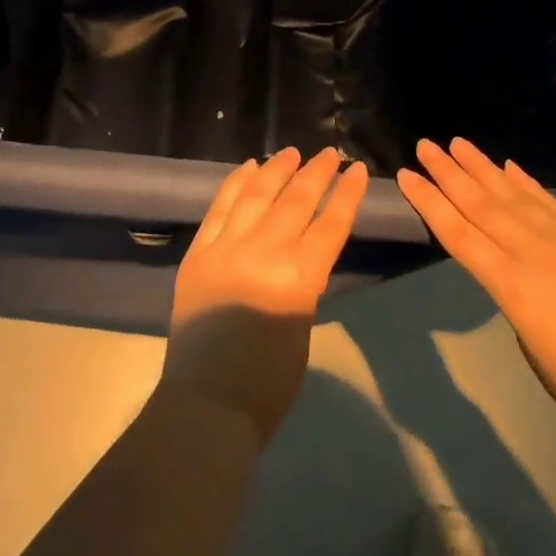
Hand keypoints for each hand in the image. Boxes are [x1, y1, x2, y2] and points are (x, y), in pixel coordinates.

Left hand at [160, 147, 367, 444]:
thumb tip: (300, 248)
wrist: (207, 403)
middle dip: (316, 173)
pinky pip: (219, 208)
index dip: (346, 194)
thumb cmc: (268, 382)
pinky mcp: (198, 253)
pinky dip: (235, 184)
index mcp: (298, 278)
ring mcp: (225, 249)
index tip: (356, 169)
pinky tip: (248, 167)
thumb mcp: (302, 324)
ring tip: (291, 151)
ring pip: (256, 195)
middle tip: (329, 153)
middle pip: (295, 202)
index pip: (330, 224)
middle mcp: (263, 253)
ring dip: (276, 170)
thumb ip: (303, 280)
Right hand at [397, 137, 555, 463]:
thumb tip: (516, 276)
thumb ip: (515, 301)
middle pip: (481, 204)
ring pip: (514, 195)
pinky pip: (551, 204)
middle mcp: (533, 253)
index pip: (458, 233)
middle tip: (425, 144)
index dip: (429, 202)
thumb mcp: (531, 346)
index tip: (406, 175)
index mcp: (511, 285)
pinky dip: (528, 184)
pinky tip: (510, 167)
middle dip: (449, 173)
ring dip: (483, 167)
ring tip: (459, 143)